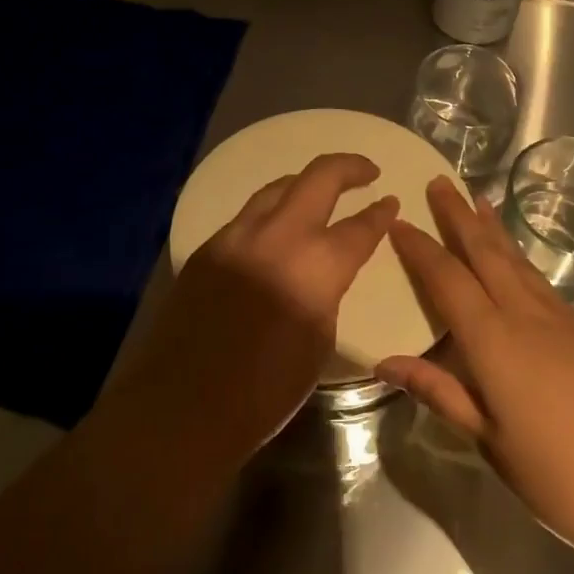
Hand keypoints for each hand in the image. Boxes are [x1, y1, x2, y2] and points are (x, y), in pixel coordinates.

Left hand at [106, 153, 397, 469]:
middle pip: (319, 178)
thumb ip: (327, 293)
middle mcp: (277, 237)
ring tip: (322, 191)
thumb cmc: (265, 391)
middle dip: (348, 167)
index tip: (390, 202)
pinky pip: (248, 215)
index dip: (380, 213)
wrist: (182, 406)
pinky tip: (278, 227)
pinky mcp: (208, 247)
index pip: (359, 227)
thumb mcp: (318, 342)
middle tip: (366, 171)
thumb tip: (326, 271)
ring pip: (277, 188)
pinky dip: (273, 210)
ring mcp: (237, 236)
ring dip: (305, 183)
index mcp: (315, 267)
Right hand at [381, 177, 573, 562]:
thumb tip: (385, 362)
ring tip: (478, 200)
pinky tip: (516, 259)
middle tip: (440, 182)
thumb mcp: (488, 440)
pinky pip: (541, 280)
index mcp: (493, 340)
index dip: (420, 248)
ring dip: (493, 228)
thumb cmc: (558, 476)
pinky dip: (520, 257)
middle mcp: (526, 316)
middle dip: (459, 216)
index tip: (398, 220)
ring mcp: (562, 320)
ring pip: (518, 260)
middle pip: (486, 253)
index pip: (447, 280)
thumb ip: (439, 392)